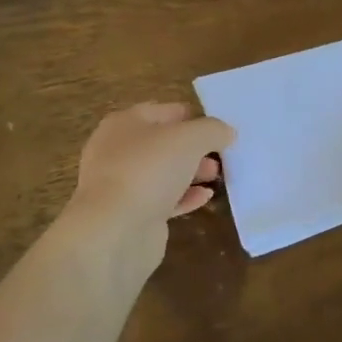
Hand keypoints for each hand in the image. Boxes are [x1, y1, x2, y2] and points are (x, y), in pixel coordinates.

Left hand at [62, 104, 234, 273]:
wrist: (115, 231)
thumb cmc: (149, 170)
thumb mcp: (190, 138)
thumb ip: (212, 130)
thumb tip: (226, 132)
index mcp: (124, 123)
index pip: (165, 111)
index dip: (194, 116)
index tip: (220, 128)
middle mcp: (118, 151)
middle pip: (164, 142)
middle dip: (194, 147)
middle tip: (221, 154)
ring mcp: (123, 184)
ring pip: (163, 172)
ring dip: (191, 172)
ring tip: (217, 175)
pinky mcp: (131, 214)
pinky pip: (163, 199)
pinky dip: (185, 196)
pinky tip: (206, 197)